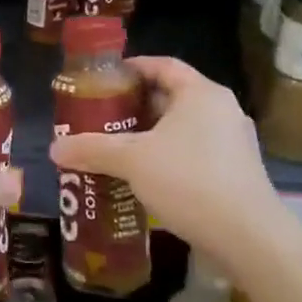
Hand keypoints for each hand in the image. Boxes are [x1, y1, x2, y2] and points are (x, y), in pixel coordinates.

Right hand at [49, 57, 281, 249]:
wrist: (248, 237)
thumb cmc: (189, 181)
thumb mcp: (132, 160)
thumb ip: (92, 149)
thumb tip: (54, 148)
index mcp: (201, 94)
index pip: (162, 65)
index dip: (131, 68)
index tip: (103, 79)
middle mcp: (222, 110)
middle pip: (170, 96)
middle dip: (134, 107)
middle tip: (100, 117)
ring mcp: (233, 142)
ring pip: (182, 128)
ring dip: (149, 135)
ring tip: (115, 147)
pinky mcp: (235, 171)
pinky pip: (194, 152)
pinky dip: (167, 156)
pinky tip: (143, 177)